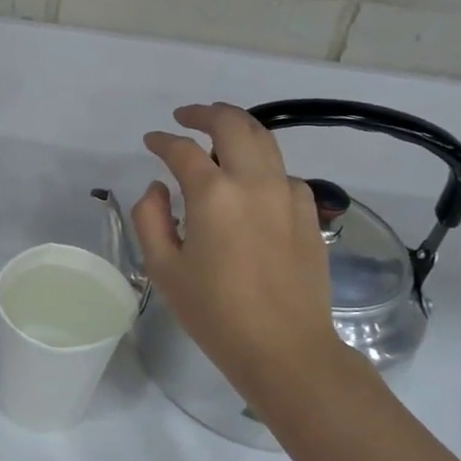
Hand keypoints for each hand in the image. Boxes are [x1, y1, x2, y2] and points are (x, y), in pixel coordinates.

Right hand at [134, 103, 348, 398]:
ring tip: (218, 134)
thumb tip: (158, 188)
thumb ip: (150, 218)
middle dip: (205, 113)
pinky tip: (250, 181)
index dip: (161, 141)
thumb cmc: (215, 313)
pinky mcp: (309, 212)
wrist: (285, 347)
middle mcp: (254, 182)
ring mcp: (288, 194)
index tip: (151, 141)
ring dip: (237, 129)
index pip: (182, 150)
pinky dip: (261, 163)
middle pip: (233, 124)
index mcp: (213, 194)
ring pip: (264, 140)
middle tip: (186, 116)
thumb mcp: (164, 269)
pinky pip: (282, 171)